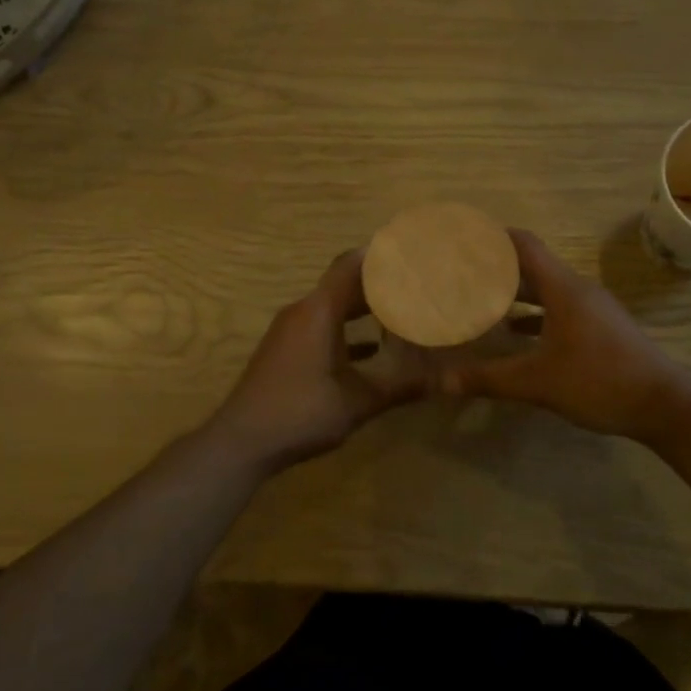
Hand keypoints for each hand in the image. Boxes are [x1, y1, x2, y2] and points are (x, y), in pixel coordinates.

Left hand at [207, 249, 427, 471]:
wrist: (242, 442)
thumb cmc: (301, 412)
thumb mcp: (358, 401)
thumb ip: (402, 386)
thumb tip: (448, 380)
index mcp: (318, 311)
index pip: (351, 265)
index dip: (380, 254)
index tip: (410, 249)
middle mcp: (302, 312)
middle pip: (343, 283)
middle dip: (379, 282)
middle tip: (416, 282)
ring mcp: (290, 332)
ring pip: (332, 307)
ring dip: (363, 307)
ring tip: (401, 310)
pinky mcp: (286, 351)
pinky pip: (320, 327)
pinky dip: (346, 330)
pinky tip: (372, 349)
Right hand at [440, 229, 689, 445]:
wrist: (664, 404)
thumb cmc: (599, 381)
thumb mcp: (538, 382)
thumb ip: (489, 378)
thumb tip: (443, 381)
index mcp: (563, 289)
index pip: (524, 246)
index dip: (493, 238)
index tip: (464, 239)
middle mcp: (577, 290)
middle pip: (532, 266)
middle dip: (497, 268)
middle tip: (462, 273)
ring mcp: (592, 309)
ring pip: (546, 289)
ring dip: (515, 292)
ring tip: (480, 299)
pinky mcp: (600, 328)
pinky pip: (558, 309)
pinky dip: (533, 314)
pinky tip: (513, 333)